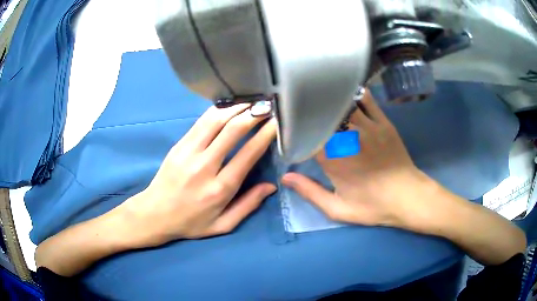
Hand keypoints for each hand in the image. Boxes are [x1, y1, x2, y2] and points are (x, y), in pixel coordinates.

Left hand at [119, 105, 276, 246]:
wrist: (155, 214)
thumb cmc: (191, 223)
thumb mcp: (223, 225)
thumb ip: (248, 205)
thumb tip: (271, 186)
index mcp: (220, 188)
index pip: (248, 153)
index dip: (266, 134)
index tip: (277, 122)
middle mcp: (205, 166)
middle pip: (233, 130)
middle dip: (254, 114)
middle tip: (268, 106)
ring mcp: (189, 152)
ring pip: (215, 120)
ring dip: (236, 107)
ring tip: (251, 102)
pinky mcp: (179, 145)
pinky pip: (200, 121)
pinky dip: (218, 110)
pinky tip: (229, 106)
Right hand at [282, 90, 432, 228]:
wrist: (407, 197)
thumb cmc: (373, 206)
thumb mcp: (338, 208)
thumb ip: (310, 192)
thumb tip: (285, 178)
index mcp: (333, 159)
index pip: (306, 134)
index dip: (294, 128)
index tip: (287, 125)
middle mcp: (348, 137)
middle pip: (322, 114)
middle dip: (309, 110)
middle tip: (300, 107)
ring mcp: (368, 126)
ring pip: (342, 104)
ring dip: (330, 101)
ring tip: (320, 97)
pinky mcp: (383, 121)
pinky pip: (366, 99)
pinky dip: (354, 94)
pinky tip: (346, 92)